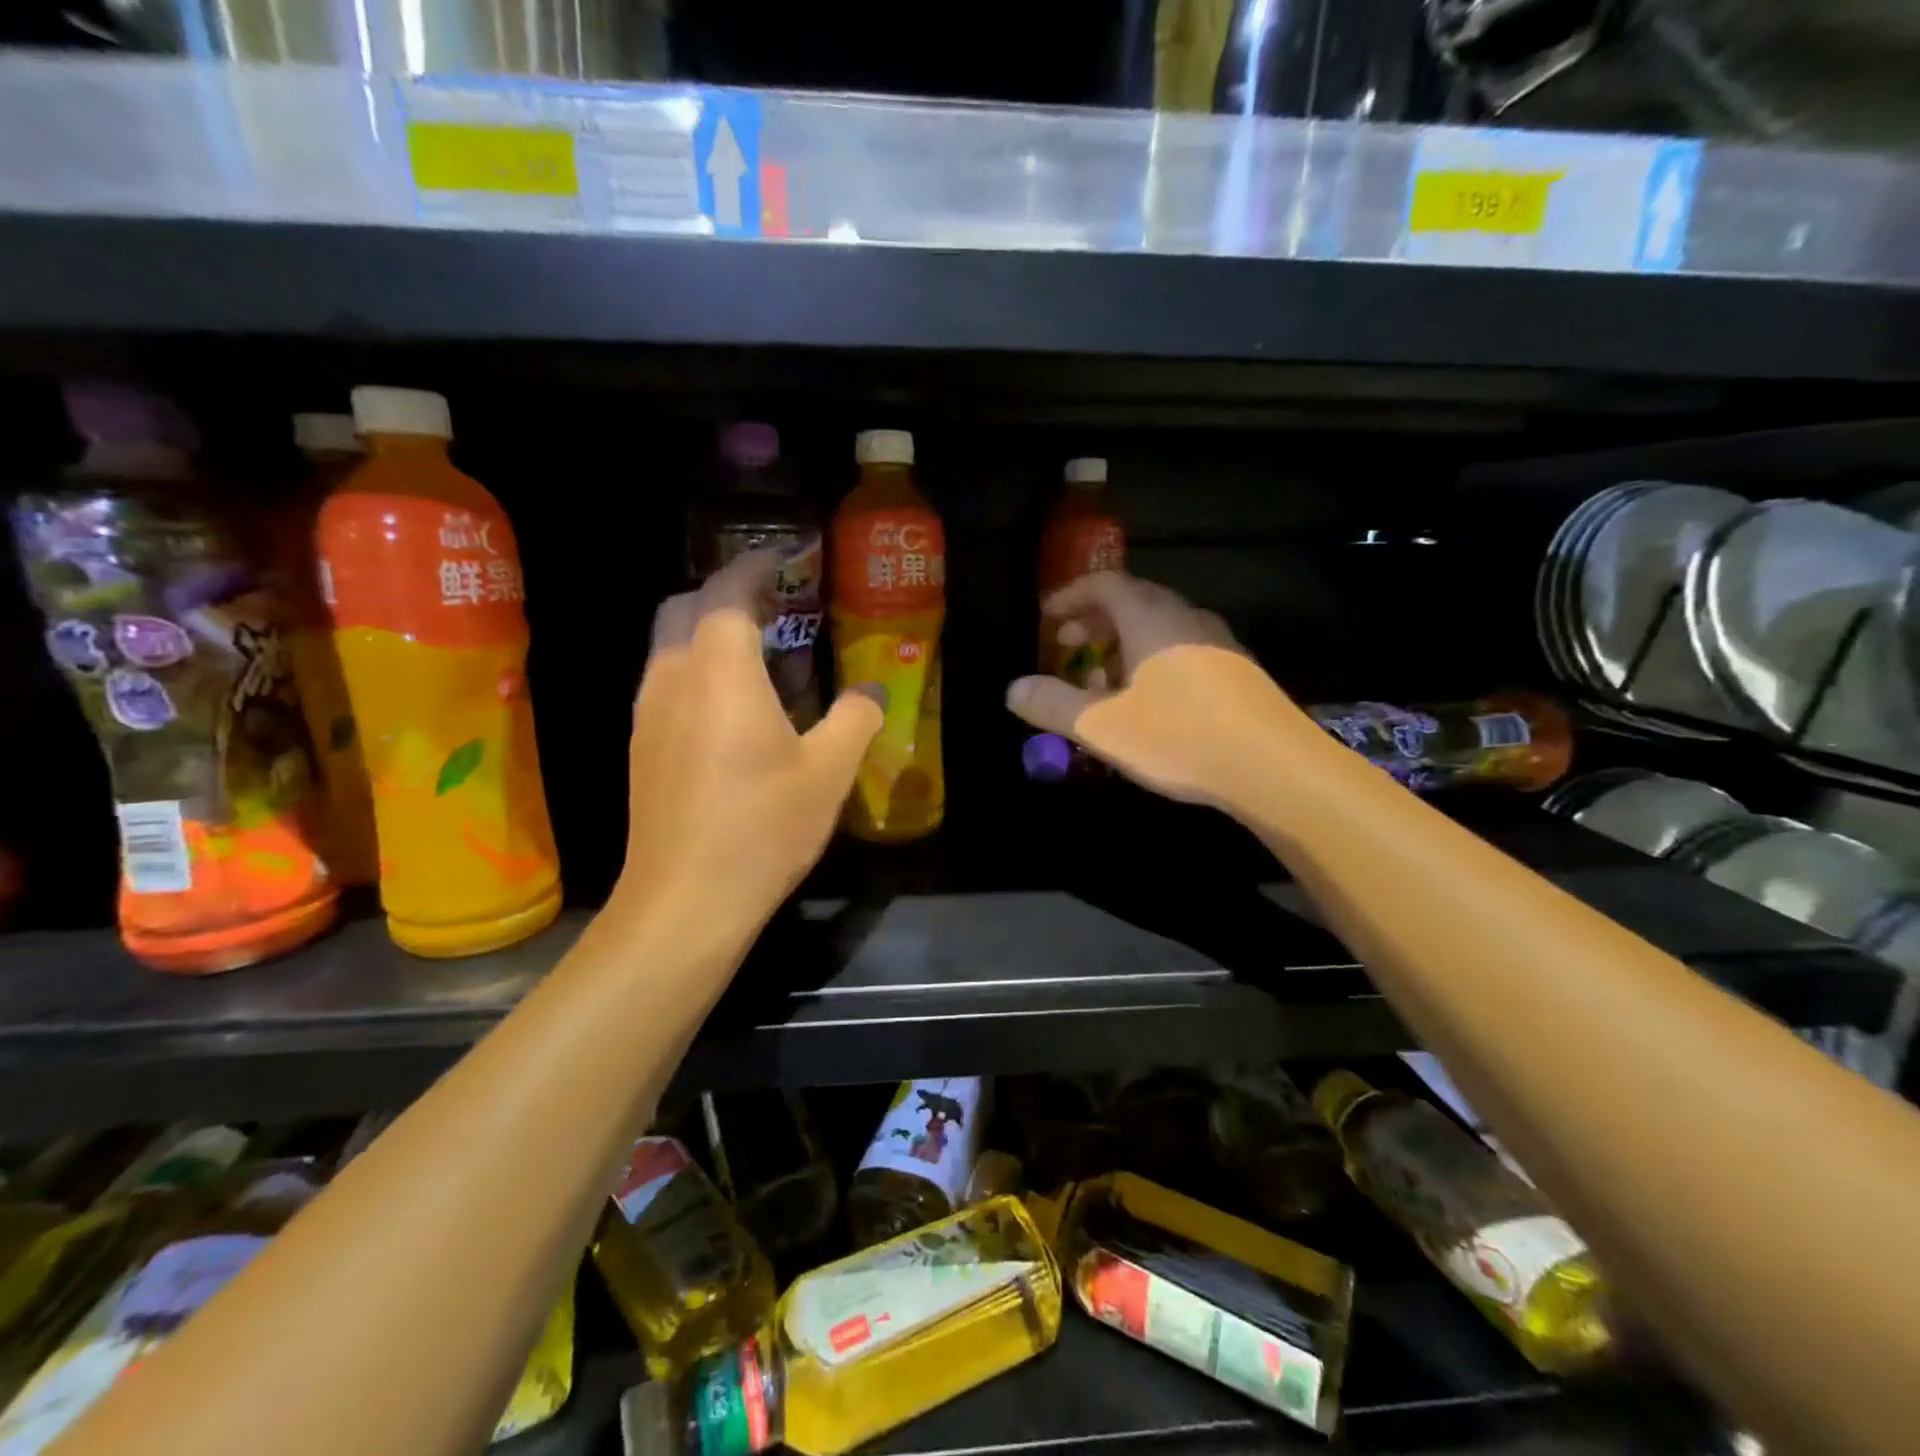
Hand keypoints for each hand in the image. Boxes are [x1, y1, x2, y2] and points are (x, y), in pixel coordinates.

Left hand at [615, 550, 881, 932]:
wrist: (686, 900)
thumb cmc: (762, 826)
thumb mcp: (829, 772)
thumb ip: (856, 718)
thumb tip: (871, 690)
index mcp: (720, 669)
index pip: (729, 590)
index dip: (756, 565)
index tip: (784, 556)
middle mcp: (672, 677)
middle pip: (685, 607)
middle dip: (725, 594)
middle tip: (775, 607)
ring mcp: (648, 713)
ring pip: (670, 646)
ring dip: (708, 635)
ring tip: (759, 657)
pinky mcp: (641, 747)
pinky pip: (666, 683)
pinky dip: (696, 672)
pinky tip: (732, 712)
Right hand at [1007, 572, 1306, 809]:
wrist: (1273, 766)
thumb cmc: (1178, 737)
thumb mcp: (1101, 725)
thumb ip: (1052, 704)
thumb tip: (1012, 689)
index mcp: (1150, 619)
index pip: (1105, 584)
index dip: (1071, 596)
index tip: (1047, 617)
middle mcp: (1185, 619)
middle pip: (1133, 601)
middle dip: (1094, 620)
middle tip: (1067, 646)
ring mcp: (1218, 643)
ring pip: (1159, 627)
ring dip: (1123, 643)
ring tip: (1101, 678)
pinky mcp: (1237, 671)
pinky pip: (1183, 649)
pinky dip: (1152, 659)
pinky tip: (1149, 700)